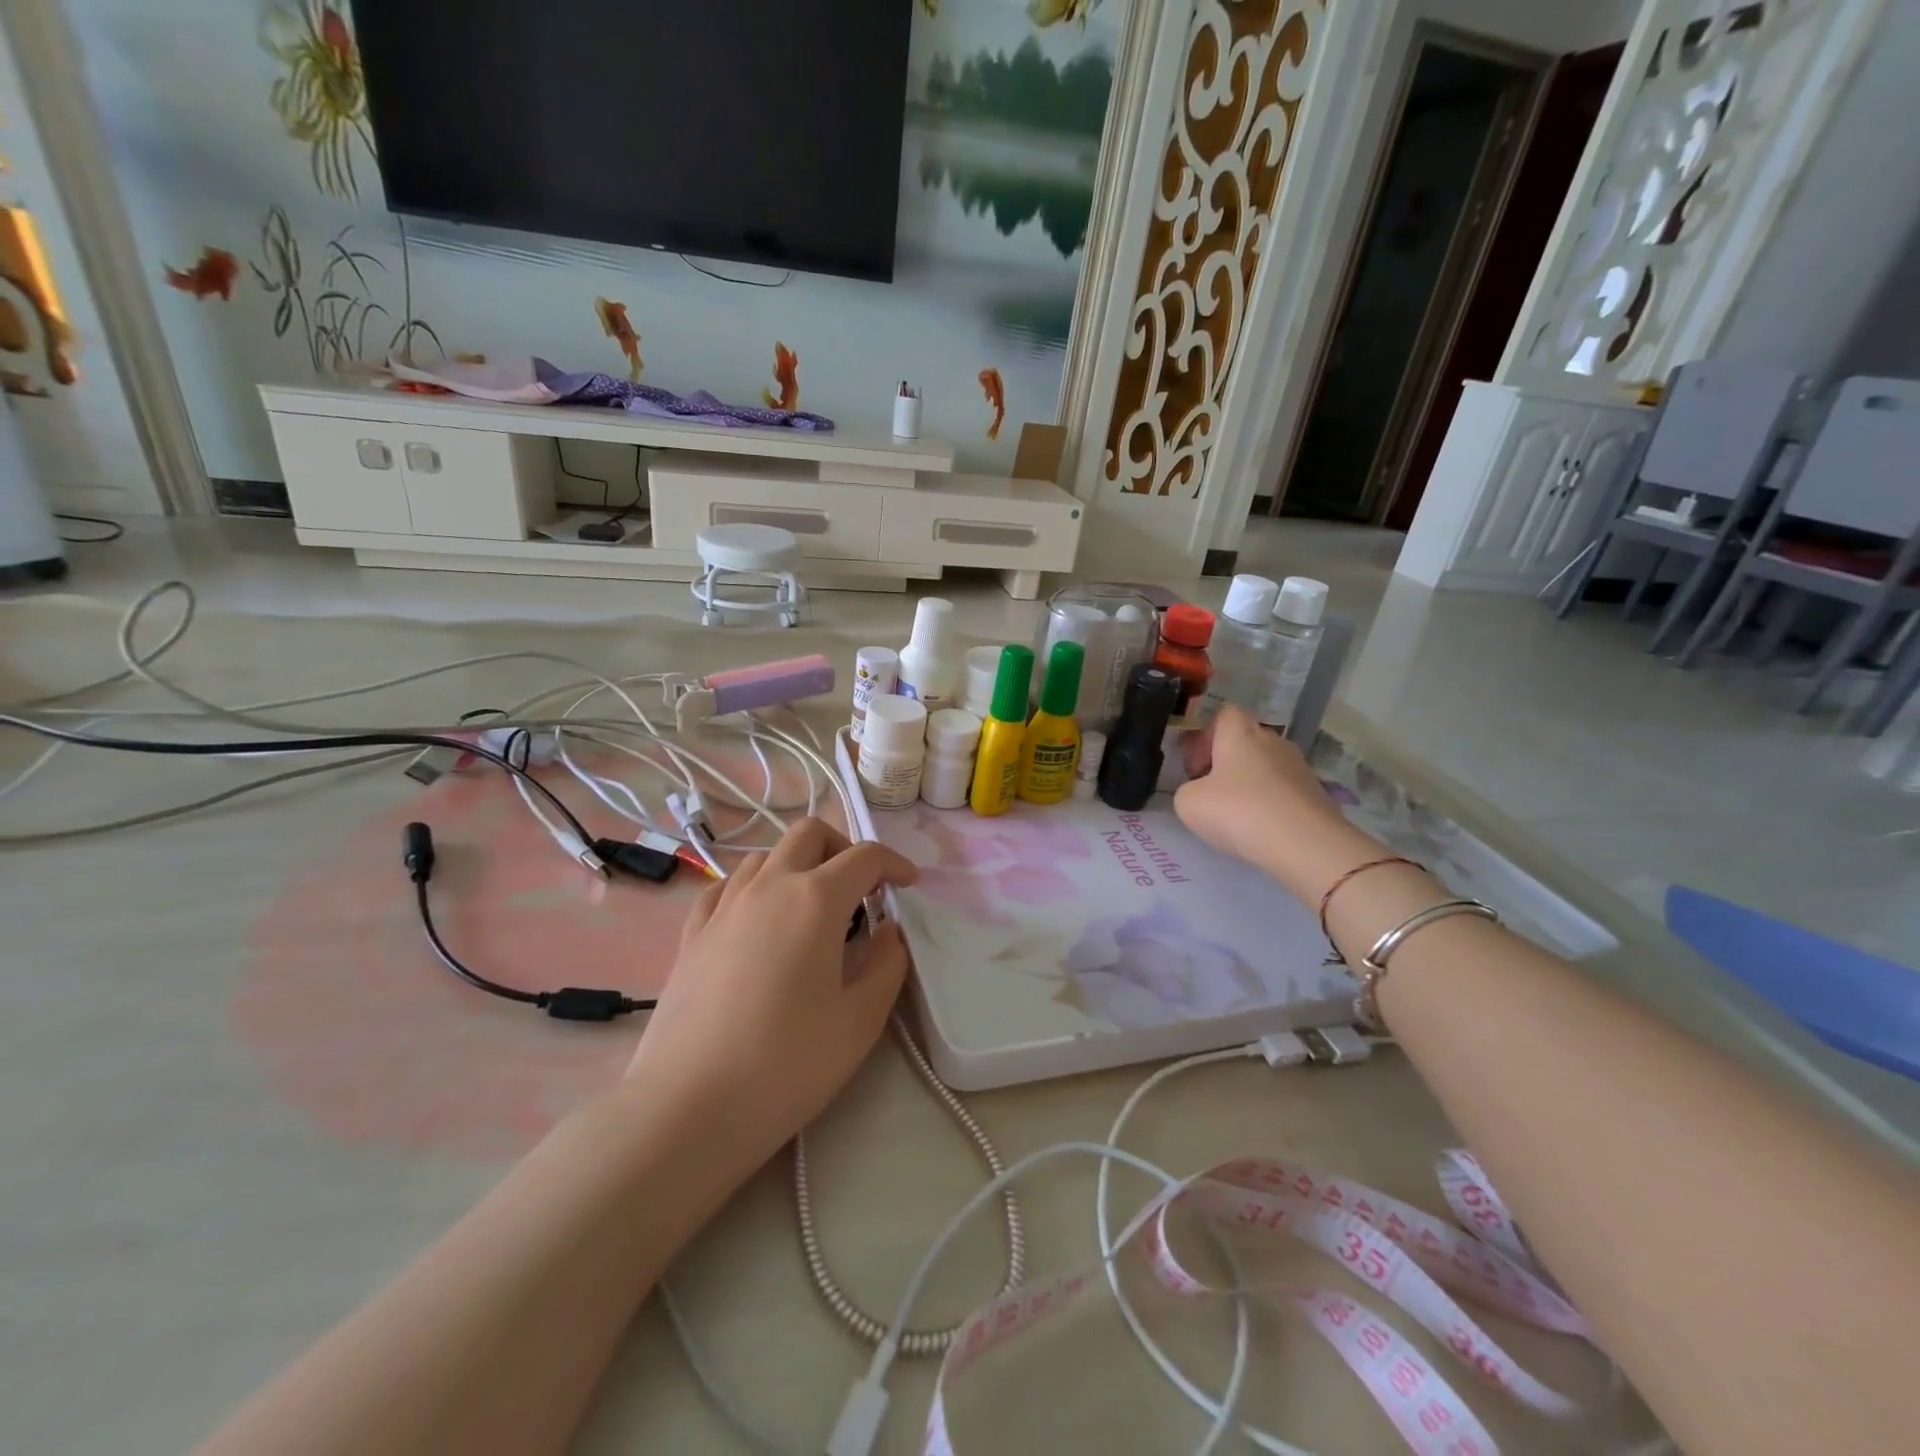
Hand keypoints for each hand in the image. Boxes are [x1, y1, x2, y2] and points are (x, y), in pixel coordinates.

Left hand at [624, 818, 918, 1176]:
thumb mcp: (860, 1020)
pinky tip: (759, 921)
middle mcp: (768, 887)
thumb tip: (888, 931)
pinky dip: (754, 888)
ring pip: (765, 856)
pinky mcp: (692, 934)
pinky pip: (726, 887)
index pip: (864, 857)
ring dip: (798, 865)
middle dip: (843, 847)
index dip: (894, 863)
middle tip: (860, 889)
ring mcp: (723, 907)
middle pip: (808, 834)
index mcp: (815, 900)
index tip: (909, 885)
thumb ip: (887, 964)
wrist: (688, 1108)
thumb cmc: (786, 1064)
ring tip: (812, 908)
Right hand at [1173, 705, 1383, 899]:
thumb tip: (1199, 792)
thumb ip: (1187, 790)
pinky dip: (1270, 804)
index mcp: (1240, 733)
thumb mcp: (1188, 803)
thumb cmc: (1239, 811)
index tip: (1196, 767)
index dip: (1205, 737)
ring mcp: (1299, 766)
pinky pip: (1283, 790)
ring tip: (1237, 816)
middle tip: (1211, 793)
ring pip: (1265, 766)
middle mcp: (1272, 741)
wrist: (1306, 844)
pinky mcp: (1316, 793)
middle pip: (1245, 741)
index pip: (1223, 714)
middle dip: (1226, 763)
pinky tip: (1262, 829)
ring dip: (1249, 784)